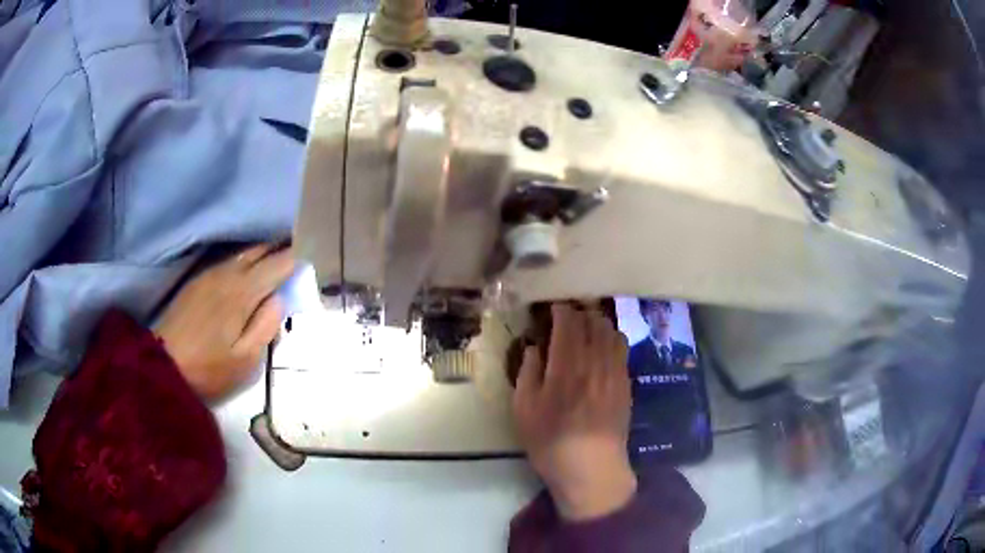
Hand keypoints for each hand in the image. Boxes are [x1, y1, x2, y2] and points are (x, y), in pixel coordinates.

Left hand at [156, 244, 294, 401]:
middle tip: (296, 250)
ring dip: (261, 251)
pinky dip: (243, 259)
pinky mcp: (197, 281)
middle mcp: (227, 274)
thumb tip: (279, 298)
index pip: (276, 265)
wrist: (163, 365)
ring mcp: (209, 274)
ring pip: (242, 252)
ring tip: (276, 254)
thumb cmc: (208, 369)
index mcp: (242, 292)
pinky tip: (246, 267)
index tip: (310, 254)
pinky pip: (227, 260)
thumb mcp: (245, 360)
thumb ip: (266, 327)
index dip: (294, 258)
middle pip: (258, 250)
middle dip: (279, 247)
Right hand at [513, 303, 636, 520]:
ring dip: (598, 323)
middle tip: (567, 317)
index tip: (552, 309)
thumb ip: (528, 372)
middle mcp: (594, 361)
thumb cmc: (550, 441)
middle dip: (579, 312)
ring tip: (586, 328)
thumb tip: (535, 347)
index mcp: (565, 366)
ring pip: (611, 332)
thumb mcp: (523, 409)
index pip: (568, 322)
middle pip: (593, 321)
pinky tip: (603, 348)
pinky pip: (622, 349)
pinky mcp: (626, 383)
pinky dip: (611, 339)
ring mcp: (614, 372)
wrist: (590, 467)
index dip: (561, 310)